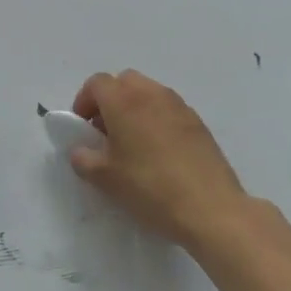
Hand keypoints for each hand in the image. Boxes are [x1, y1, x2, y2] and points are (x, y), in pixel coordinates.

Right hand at [69, 70, 253, 247]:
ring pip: (149, 93)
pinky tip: (158, 152)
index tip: (82, 126)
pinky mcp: (198, 123)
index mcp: (124, 101)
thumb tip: (81, 150)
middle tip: (105, 131)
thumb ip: (83, 159)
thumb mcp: (105, 178)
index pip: (97, 83)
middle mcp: (152, 94)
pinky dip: (156, 119)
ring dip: (134, 108)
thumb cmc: (149, 188)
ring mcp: (179, 106)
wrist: (210, 208)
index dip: (84, 101)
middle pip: (124, 81)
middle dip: (110, 100)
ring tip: (132, 143)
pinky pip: (168, 109)